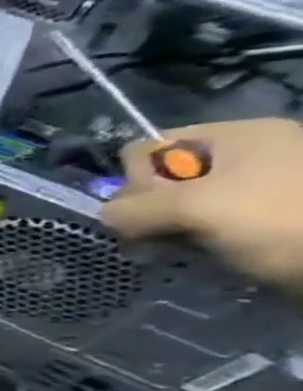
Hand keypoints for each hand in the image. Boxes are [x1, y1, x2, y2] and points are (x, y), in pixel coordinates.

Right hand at [102, 118, 302, 293]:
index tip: (155, 206)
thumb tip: (108, 216)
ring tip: (190, 249)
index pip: (150, 147)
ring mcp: (265, 187)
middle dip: (156, 208)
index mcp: (240, 135)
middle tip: (169, 234)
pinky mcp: (272, 218)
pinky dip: (200, 240)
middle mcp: (252, 153)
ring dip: (175, 229)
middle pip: (167, 176)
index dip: (137, 179)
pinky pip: (212, 223)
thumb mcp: (194, 209)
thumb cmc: (282, 221)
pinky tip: (207, 255)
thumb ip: (132, 209)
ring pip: (186, 204)